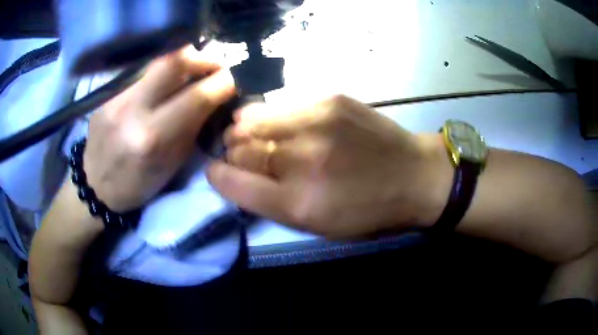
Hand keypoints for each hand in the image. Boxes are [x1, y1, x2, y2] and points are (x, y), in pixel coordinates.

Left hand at [84, 46, 235, 211]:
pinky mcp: (105, 91)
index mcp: (151, 138)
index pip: (196, 97)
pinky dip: (159, 71)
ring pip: (156, 59)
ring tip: (191, 71)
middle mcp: (131, 110)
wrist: (95, 185)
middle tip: (214, 65)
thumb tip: (214, 97)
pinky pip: (141, 69)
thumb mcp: (172, 164)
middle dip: (202, 58)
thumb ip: (193, 126)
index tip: (234, 79)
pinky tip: (163, 81)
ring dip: (182, 61)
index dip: (222, 82)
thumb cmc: (137, 183)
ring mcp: (114, 96)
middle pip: (173, 60)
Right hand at [207, 95, 451, 237]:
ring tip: (251, 133)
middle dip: (232, 153)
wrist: (413, 175)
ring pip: (252, 120)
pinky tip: (278, 121)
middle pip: (240, 149)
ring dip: (244, 129)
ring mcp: (315, 124)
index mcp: (298, 203)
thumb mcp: (319, 226)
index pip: (233, 184)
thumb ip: (273, 204)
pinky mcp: (329, 100)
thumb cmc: (368, 211)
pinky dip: (269, 114)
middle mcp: (300, 161)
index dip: (218, 176)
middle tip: (240, 154)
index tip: (216, 171)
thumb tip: (239, 176)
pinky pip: (280, 105)